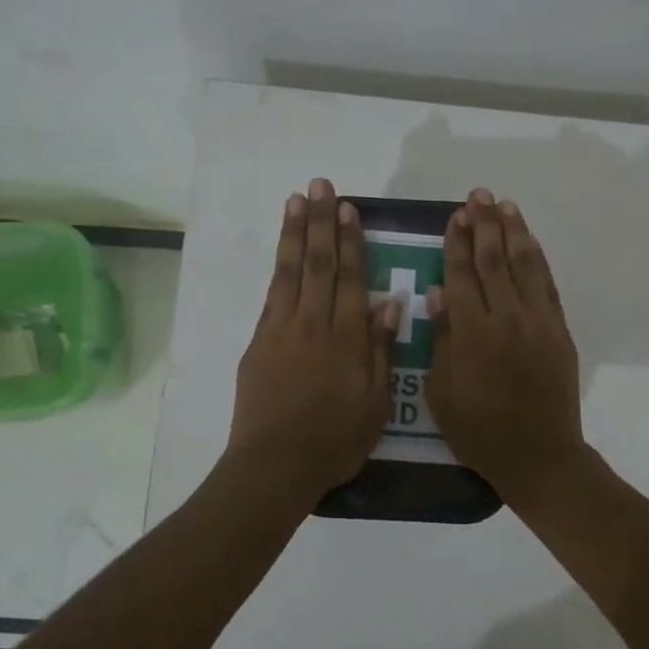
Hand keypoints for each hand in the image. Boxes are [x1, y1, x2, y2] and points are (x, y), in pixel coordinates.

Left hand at [228, 178, 400, 504]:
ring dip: (295, 232)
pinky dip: (278, 266)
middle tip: (322, 185)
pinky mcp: (259, 341)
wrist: (276, 464)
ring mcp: (282, 329)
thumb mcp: (375, 402)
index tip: (349, 209)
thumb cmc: (335, 439)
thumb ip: (381, 349)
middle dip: (321, 221)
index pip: (350, 277)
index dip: (350, 241)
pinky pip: (272, 294)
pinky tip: (283, 249)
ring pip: (291, 271)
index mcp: (347, 338)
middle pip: (319, 263)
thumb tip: (389, 302)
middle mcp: (314, 323)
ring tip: (297, 199)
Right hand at [425, 188, 588, 508]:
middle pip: (494, 260)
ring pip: (525, 265)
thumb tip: (437, 292)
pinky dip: (537, 259)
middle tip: (478, 196)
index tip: (454, 216)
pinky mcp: (559, 331)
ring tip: (505, 205)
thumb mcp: (442, 394)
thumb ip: (441, 340)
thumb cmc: (479, 431)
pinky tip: (529, 242)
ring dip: (514, 232)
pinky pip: (548, 285)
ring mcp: (538, 322)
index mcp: (473, 333)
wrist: (539, 455)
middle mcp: (507, 317)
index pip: (462, 275)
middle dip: (484, 224)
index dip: (456, 243)